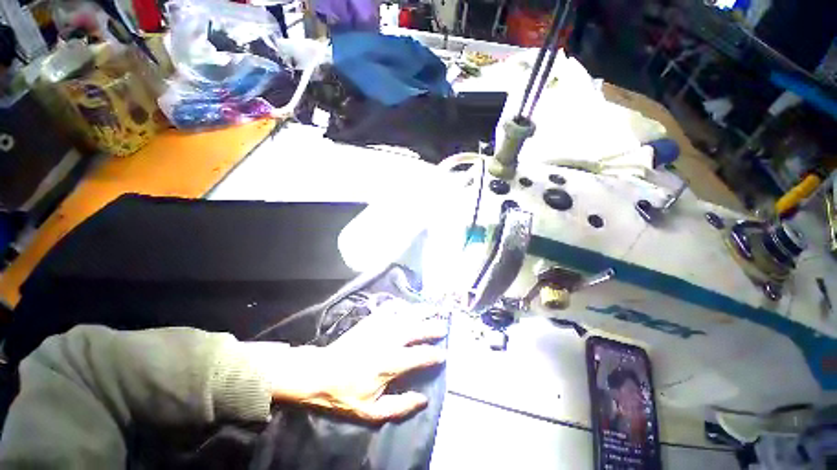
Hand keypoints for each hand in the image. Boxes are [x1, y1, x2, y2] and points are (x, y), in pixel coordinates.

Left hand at [268, 304, 446, 421]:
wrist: (320, 373)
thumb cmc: (345, 394)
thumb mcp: (371, 412)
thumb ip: (400, 406)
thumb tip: (423, 399)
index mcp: (389, 363)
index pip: (420, 356)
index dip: (435, 355)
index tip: (444, 355)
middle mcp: (388, 340)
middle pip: (416, 329)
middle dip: (433, 327)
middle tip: (444, 326)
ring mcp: (379, 327)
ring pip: (406, 315)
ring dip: (421, 311)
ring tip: (433, 309)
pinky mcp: (370, 320)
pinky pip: (390, 308)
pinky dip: (402, 306)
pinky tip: (407, 306)